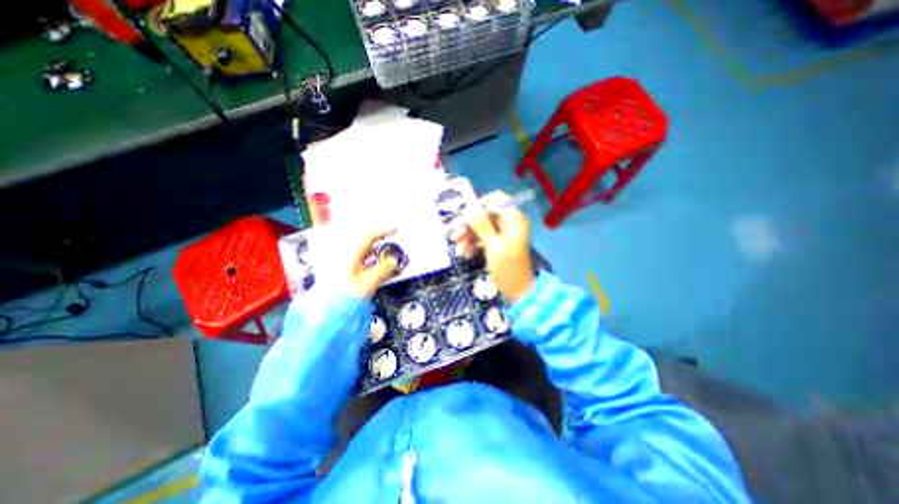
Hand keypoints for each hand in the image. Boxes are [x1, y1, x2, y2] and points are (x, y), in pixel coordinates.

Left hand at [349, 230, 397, 299]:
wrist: (329, 315)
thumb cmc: (346, 296)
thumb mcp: (367, 283)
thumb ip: (382, 270)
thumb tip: (394, 260)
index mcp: (351, 256)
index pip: (368, 238)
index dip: (382, 233)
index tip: (396, 230)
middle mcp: (350, 260)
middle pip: (369, 248)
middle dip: (384, 246)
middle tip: (398, 247)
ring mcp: (350, 270)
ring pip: (370, 259)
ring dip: (383, 258)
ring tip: (397, 260)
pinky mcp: (352, 280)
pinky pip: (369, 269)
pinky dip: (379, 268)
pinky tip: (389, 273)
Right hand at [449, 192, 531, 302]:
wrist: (517, 291)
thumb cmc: (508, 268)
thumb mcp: (493, 246)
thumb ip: (481, 226)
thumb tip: (469, 209)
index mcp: (514, 219)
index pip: (496, 199)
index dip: (479, 205)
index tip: (464, 215)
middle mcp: (509, 222)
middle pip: (486, 214)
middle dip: (469, 225)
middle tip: (454, 235)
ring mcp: (503, 233)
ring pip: (481, 227)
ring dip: (468, 236)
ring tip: (458, 250)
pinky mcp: (497, 242)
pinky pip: (482, 237)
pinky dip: (473, 243)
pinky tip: (465, 254)